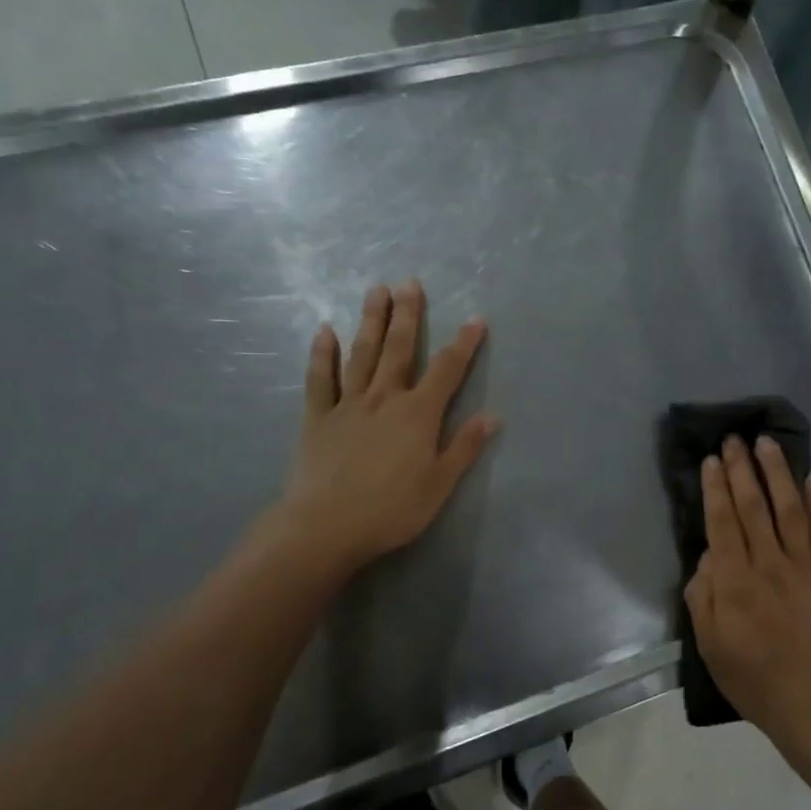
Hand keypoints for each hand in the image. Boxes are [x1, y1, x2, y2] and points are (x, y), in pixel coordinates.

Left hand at [276, 280, 498, 576]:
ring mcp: (348, 405)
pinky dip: (322, 354)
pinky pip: (320, 379)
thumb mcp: (439, 484)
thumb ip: (464, 447)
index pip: (447, 371)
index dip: (464, 344)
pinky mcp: (318, 418)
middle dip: (408, 315)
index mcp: (418, 414)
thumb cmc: (392, 510)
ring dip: (371, 321)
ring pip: (362, 354)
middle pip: (399, 350)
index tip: (475, 319)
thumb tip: (492, 416)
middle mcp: (384, 399)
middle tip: (410, 282)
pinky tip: (325, 331)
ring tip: (376, 290)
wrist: (326, 526)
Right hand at [684, 435, 810, 761]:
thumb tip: (708, 555)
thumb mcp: (709, 645)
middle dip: (742, 469)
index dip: (716, 488)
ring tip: (768, 444)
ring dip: (777, 473)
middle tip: (734, 438)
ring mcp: (804, 568)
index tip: (712, 460)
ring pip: (789, 510)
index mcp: (734, 582)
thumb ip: (702, 596)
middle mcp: (768, 565)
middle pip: (753, 507)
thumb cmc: (753, 679)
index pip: (722, 522)